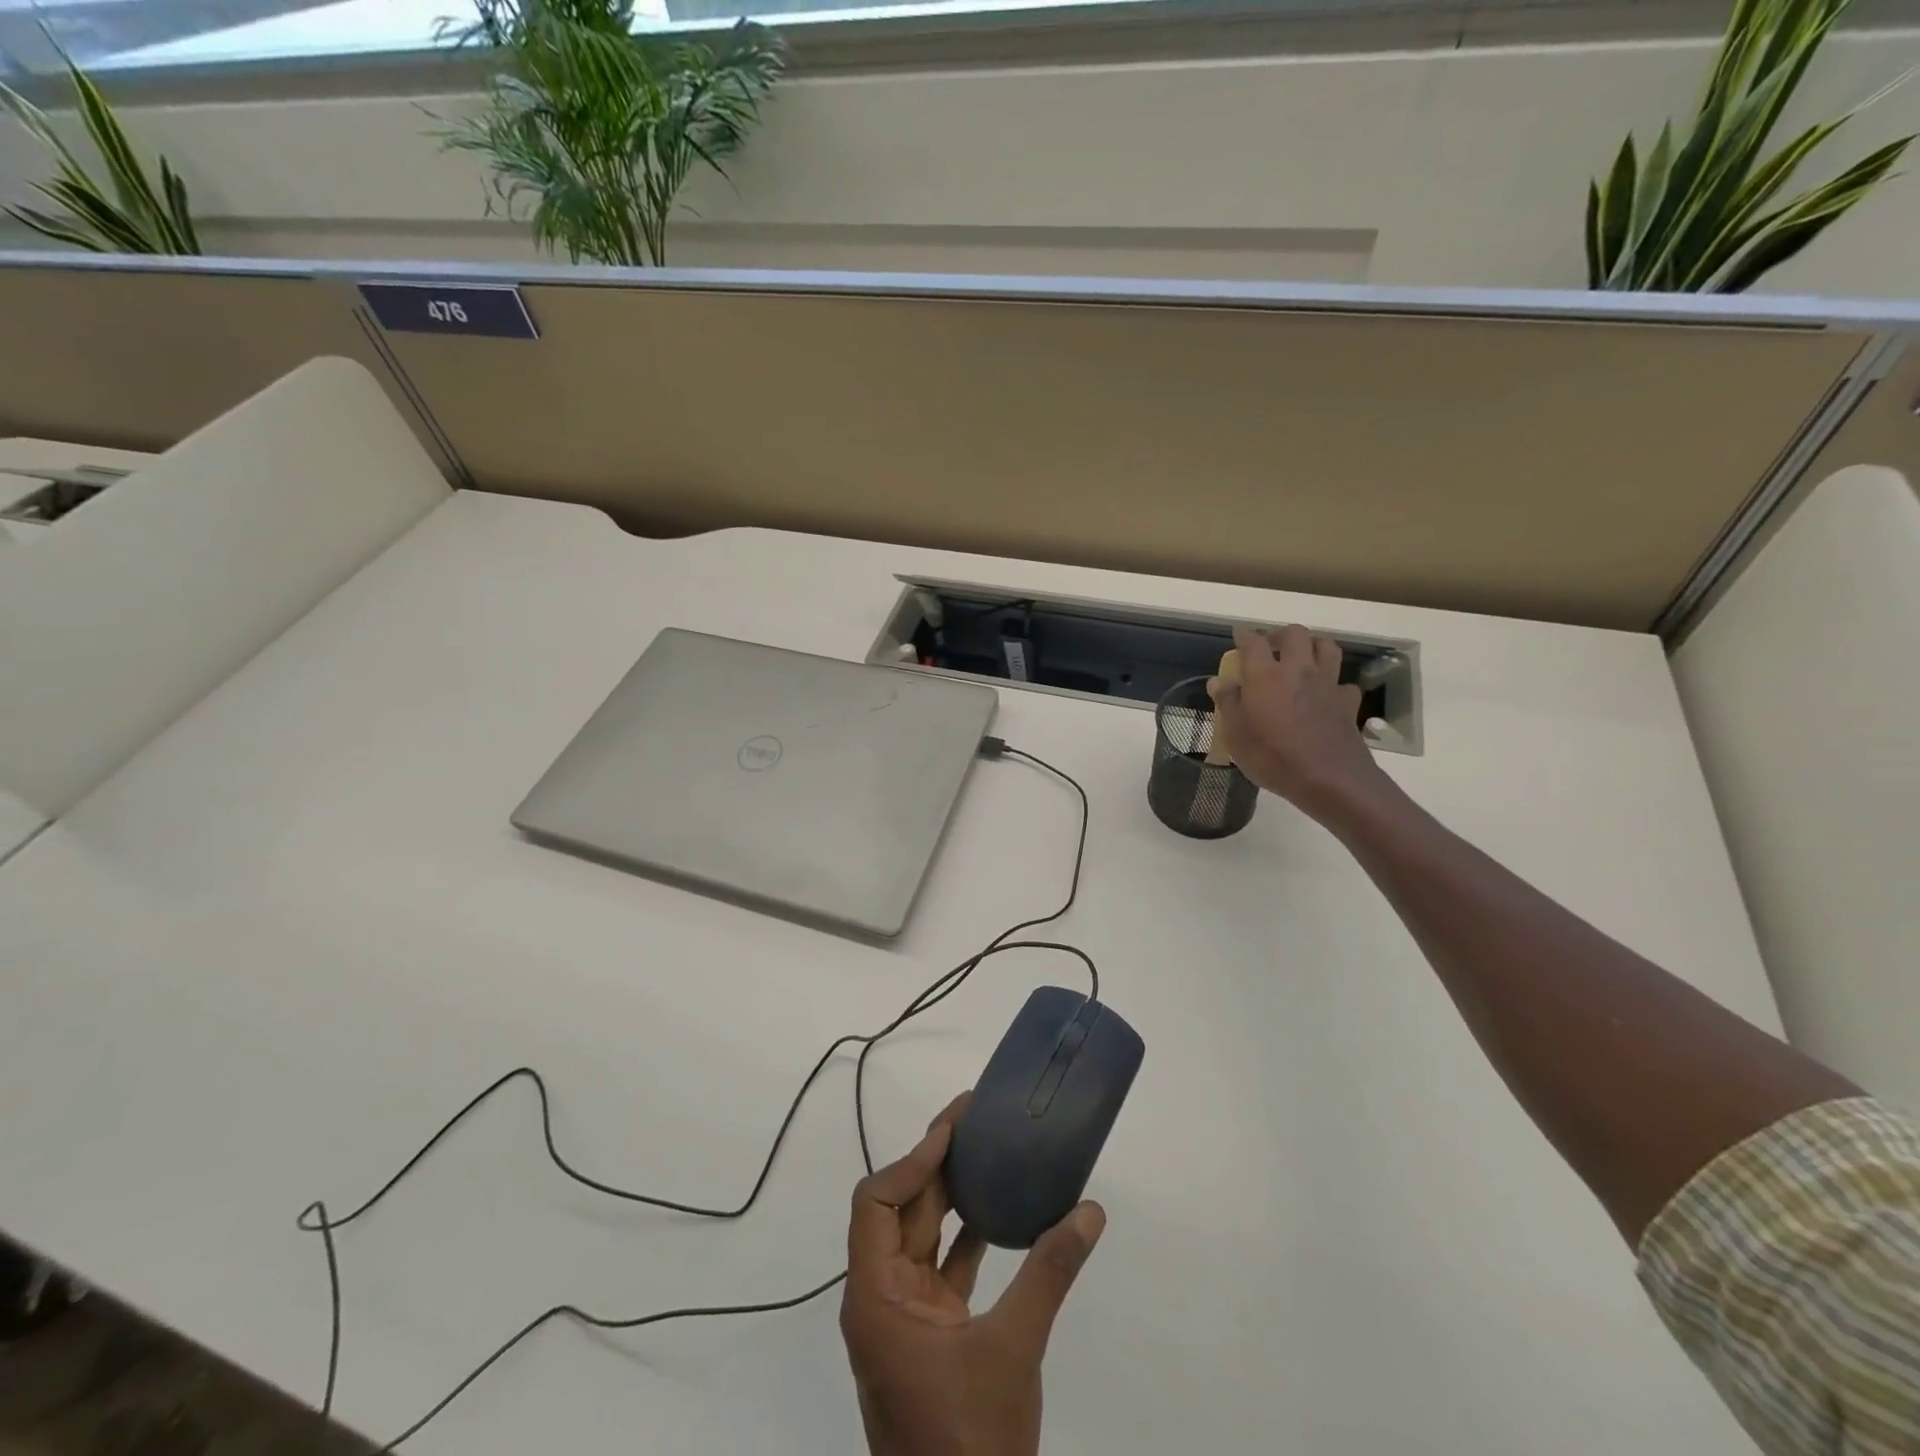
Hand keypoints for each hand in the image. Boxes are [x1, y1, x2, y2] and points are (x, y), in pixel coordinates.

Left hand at [840, 1095, 1106, 1455]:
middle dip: (934, 1162)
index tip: (953, 1130)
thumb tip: (1089, 1210)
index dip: (912, 1160)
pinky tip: (1001, 1210)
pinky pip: (944, 1264)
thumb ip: (1048, 1274)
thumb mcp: (1012, 1350)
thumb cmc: (969, 1437)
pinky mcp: (932, 1331)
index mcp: (876, 1297)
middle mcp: (882, 1296)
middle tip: (974, 1119)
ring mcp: (906, 1315)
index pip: (877, 1202)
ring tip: (987, 1149)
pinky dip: (968, 1234)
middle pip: (901, 1209)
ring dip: (951, 1194)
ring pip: (922, 1234)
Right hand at [1209, 624, 1390, 823]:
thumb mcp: (1235, 735)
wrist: (1328, 778)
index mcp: (1265, 675)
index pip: (1253, 642)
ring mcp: (1327, 684)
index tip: (1239, 635)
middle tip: (1271, 646)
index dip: (1244, 636)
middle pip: (1295, 634)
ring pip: (1326, 647)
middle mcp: (1297, 670)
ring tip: (1303, 658)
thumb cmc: (1271, 756)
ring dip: (1313, 646)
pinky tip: (1326, 695)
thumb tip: (1218, 681)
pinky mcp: (1347, 702)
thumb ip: (1227, 703)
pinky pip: (1343, 683)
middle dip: (1281, 634)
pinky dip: (1334, 684)